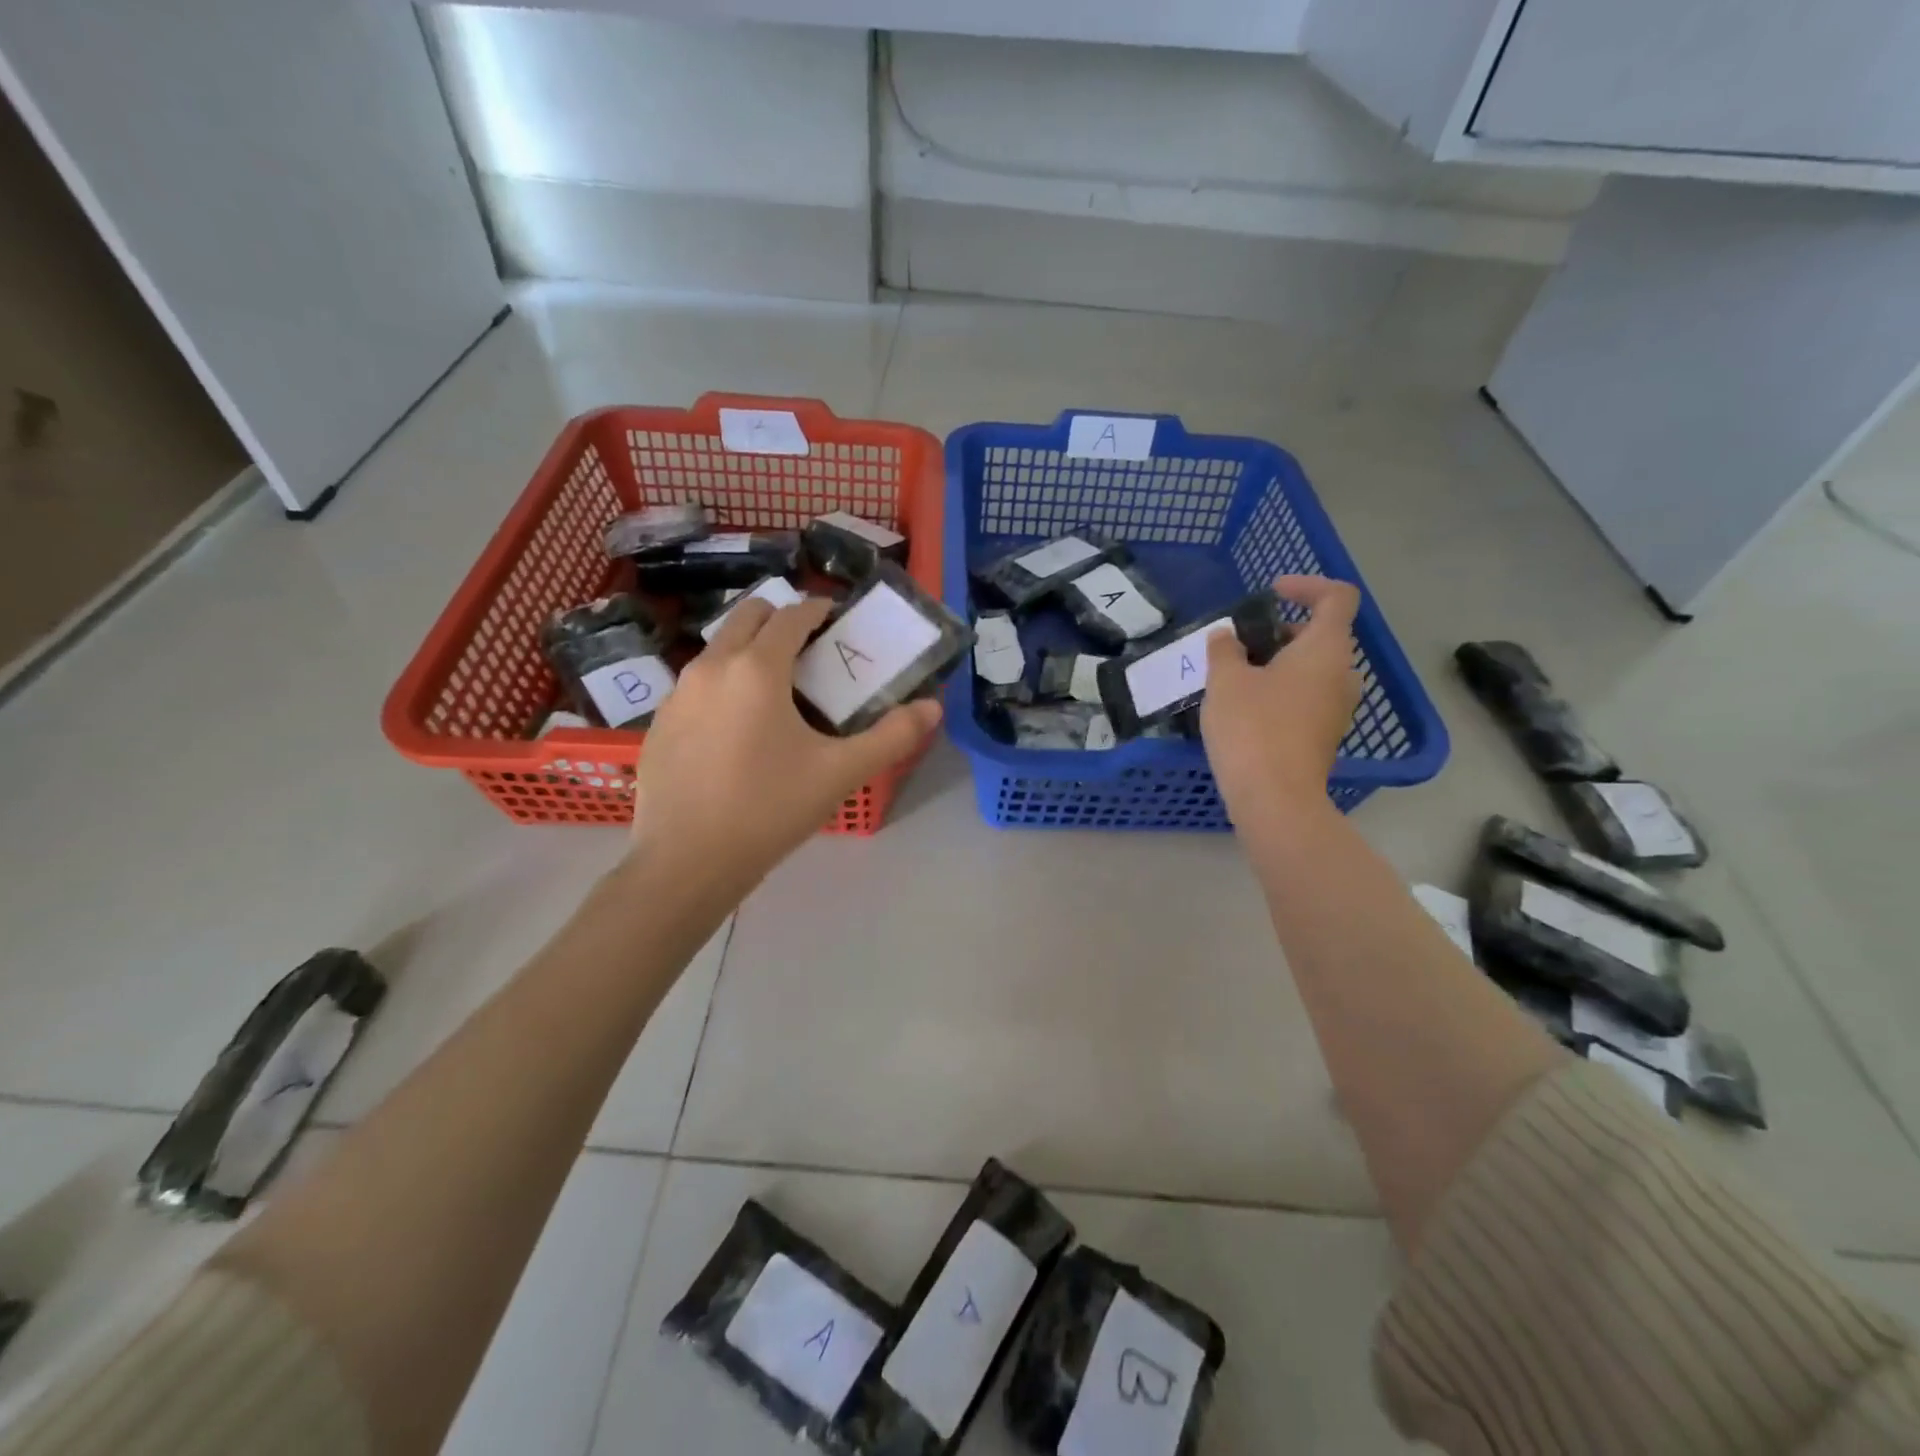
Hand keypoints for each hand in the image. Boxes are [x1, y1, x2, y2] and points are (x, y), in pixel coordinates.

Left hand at [626, 595, 940, 890]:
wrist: (685, 862)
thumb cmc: (768, 810)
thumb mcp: (840, 774)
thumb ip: (892, 737)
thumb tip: (933, 707)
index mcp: (757, 669)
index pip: (791, 616)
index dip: (817, 610)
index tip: (836, 617)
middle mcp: (712, 666)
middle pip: (747, 616)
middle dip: (779, 618)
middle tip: (809, 646)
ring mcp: (678, 694)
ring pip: (718, 649)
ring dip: (749, 649)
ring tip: (776, 688)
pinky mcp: (660, 723)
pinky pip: (697, 684)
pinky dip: (723, 683)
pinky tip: (737, 728)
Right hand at [1201, 575, 1360, 825]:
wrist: (1275, 798)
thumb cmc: (1252, 728)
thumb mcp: (1225, 681)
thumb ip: (1225, 650)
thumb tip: (1227, 636)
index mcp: (1325, 649)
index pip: (1337, 597)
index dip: (1307, 585)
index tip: (1271, 593)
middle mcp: (1341, 674)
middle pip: (1321, 635)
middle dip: (1280, 631)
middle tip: (1239, 642)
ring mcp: (1336, 708)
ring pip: (1312, 669)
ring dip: (1277, 663)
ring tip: (1234, 676)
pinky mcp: (1324, 736)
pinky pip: (1306, 698)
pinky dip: (1280, 691)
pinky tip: (1244, 708)